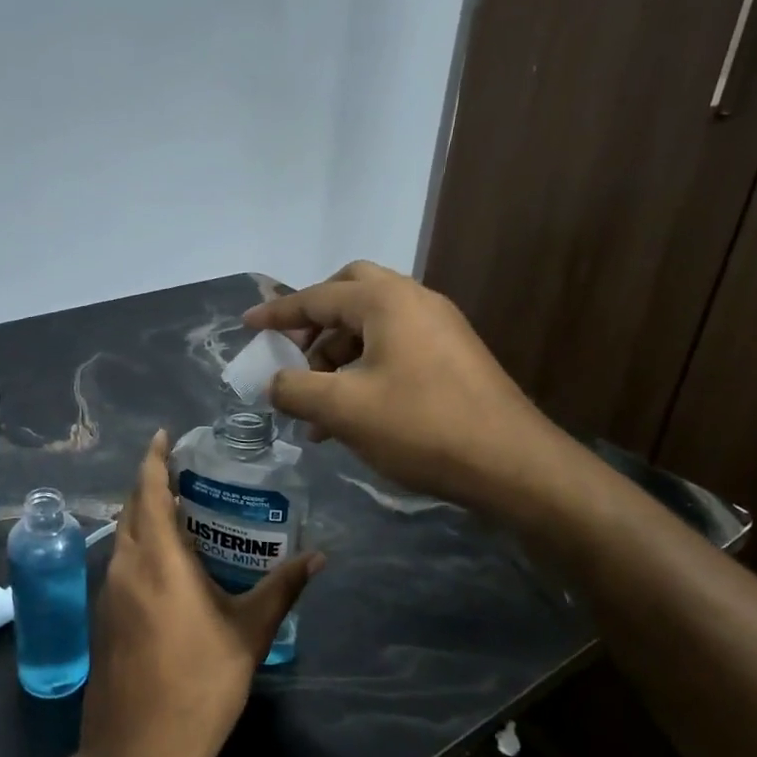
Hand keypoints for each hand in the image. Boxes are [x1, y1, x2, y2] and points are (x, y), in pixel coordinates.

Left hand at [77, 431, 320, 756]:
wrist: (137, 753)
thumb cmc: (198, 687)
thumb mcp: (248, 634)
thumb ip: (281, 589)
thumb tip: (319, 556)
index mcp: (156, 560)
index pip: (148, 490)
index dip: (154, 458)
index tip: (165, 435)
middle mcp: (123, 566)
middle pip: (132, 508)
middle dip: (152, 484)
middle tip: (188, 473)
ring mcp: (107, 592)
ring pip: (123, 536)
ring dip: (145, 516)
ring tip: (185, 512)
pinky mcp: (103, 617)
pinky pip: (120, 563)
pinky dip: (140, 546)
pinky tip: (170, 563)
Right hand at [244, 260, 562, 509]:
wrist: (510, 463)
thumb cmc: (420, 426)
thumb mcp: (343, 409)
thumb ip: (295, 389)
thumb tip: (275, 383)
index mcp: (385, 301)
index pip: (316, 297)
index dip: (276, 314)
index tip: (246, 326)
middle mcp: (414, 301)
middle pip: (348, 294)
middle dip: (314, 325)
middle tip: (294, 357)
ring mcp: (438, 328)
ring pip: (371, 327)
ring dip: (336, 358)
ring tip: (316, 409)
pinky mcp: (451, 357)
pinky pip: (393, 349)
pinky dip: (363, 371)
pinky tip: (351, 417)